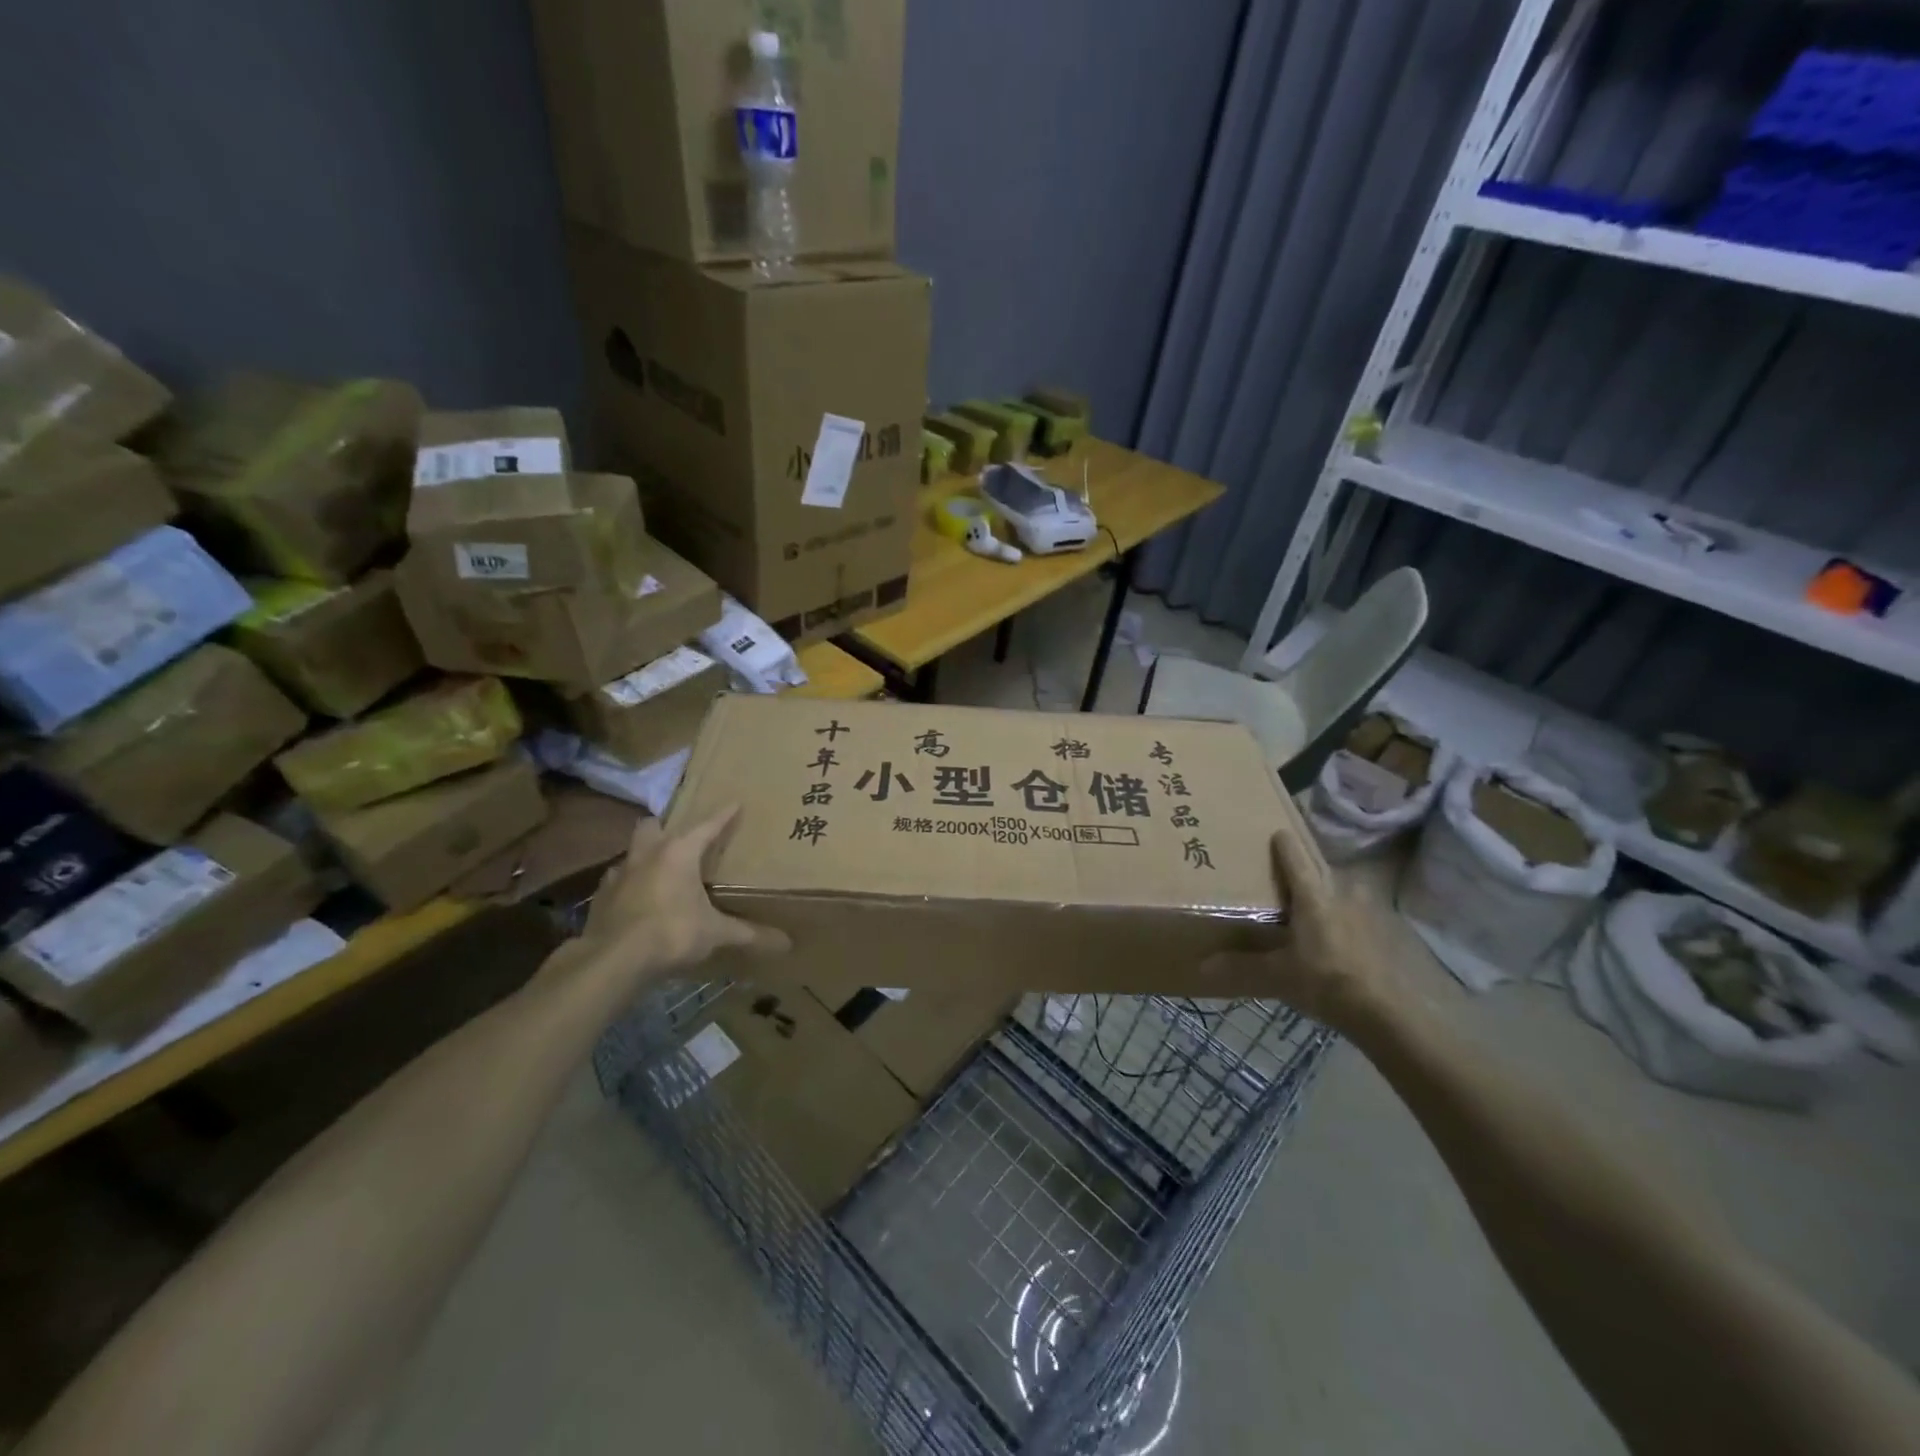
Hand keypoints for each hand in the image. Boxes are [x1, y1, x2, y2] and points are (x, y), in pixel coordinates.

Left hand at [575, 806, 789, 981]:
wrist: (614, 960)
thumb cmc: (672, 933)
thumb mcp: (716, 933)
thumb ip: (749, 934)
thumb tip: (788, 944)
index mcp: (679, 853)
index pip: (707, 826)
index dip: (723, 815)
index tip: (735, 803)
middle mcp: (647, 855)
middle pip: (652, 826)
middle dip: (665, 827)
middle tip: (680, 838)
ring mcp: (618, 875)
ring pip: (631, 852)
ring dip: (644, 857)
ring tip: (659, 870)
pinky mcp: (600, 898)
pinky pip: (616, 882)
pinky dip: (628, 886)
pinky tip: (637, 900)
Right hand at [1254, 817, 1397, 1031]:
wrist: (1387, 1012)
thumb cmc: (1326, 981)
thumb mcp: (1278, 975)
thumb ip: (1242, 966)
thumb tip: (1202, 966)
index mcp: (1313, 895)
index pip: (1295, 856)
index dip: (1283, 843)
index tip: (1274, 832)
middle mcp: (1341, 892)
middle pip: (1319, 870)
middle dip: (1302, 870)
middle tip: (1283, 876)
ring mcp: (1366, 910)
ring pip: (1339, 890)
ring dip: (1324, 893)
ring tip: (1307, 906)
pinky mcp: (1382, 930)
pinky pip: (1354, 911)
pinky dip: (1341, 915)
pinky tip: (1333, 934)